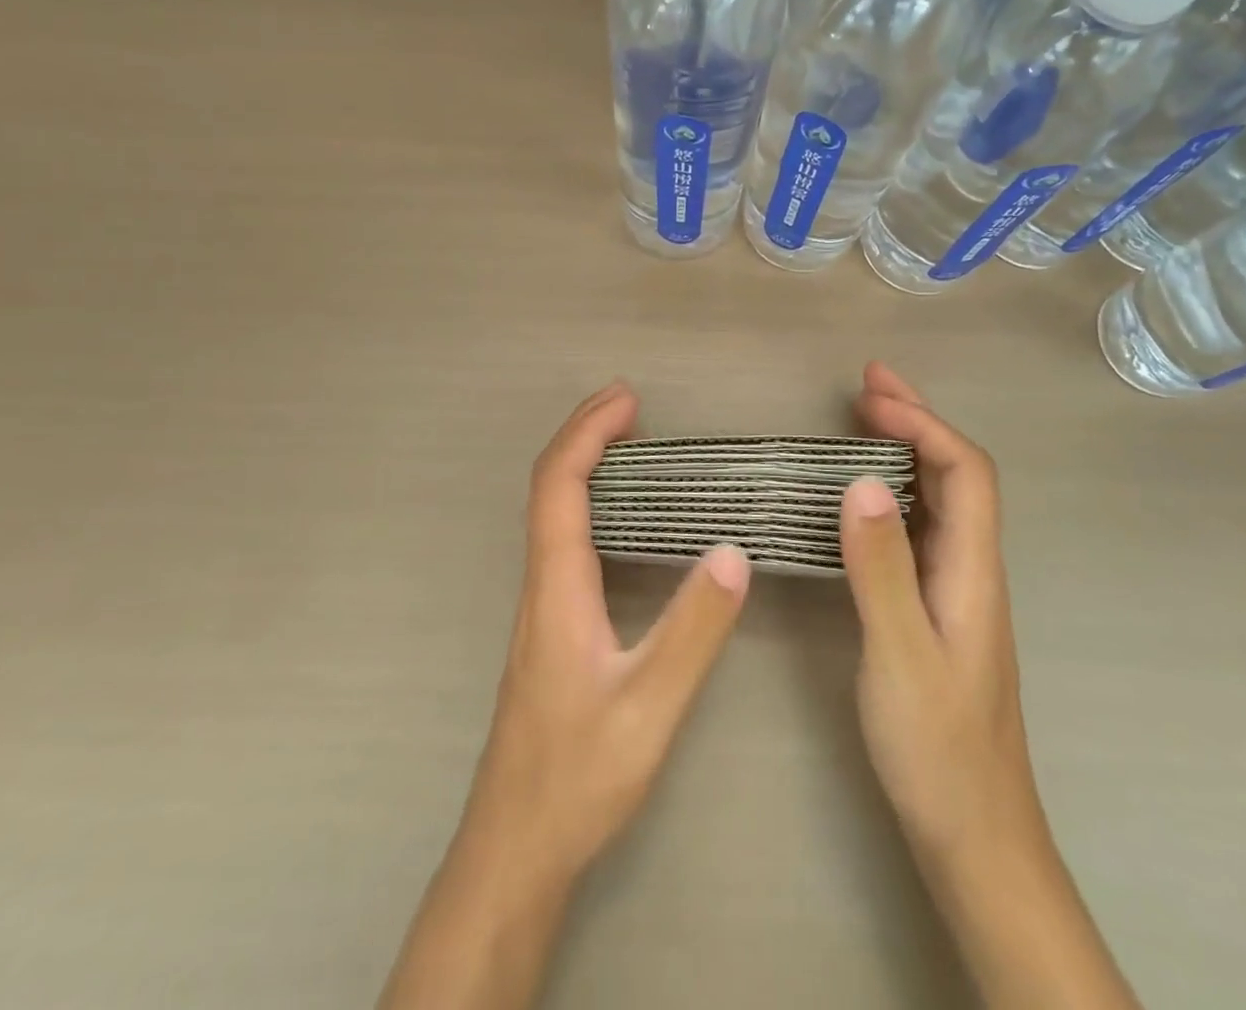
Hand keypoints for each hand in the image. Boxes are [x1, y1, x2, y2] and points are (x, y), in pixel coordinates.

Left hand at [461, 380, 751, 889]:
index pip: (559, 485)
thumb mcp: (650, 706)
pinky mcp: (549, 625)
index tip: (627, 398)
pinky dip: (588, 501)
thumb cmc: (578, 777)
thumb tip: (731, 551)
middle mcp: (541, 583)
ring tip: (629, 442)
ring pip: (551, 512)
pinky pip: (562, 538)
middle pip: (549, 486)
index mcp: (557, 586)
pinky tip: (619, 516)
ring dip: (584, 464)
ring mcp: (540, 605)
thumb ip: (693, 630)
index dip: (587, 432)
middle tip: (630, 404)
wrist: (515, 847)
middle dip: (585, 434)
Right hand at [841, 362, 1037, 862]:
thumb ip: (882, 569)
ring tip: (862, 419)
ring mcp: (957, 588)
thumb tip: (862, 481)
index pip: (965, 471)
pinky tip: (864, 494)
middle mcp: (973, 568)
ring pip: (940, 499)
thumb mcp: (900, 655)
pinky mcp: (937, 607)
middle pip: (958, 474)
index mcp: (973, 571)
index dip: (923, 424)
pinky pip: (920, 527)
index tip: (870, 398)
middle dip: (916, 420)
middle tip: (866, 384)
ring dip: (906, 449)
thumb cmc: (937, 748)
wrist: (973, 833)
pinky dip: (893, 490)